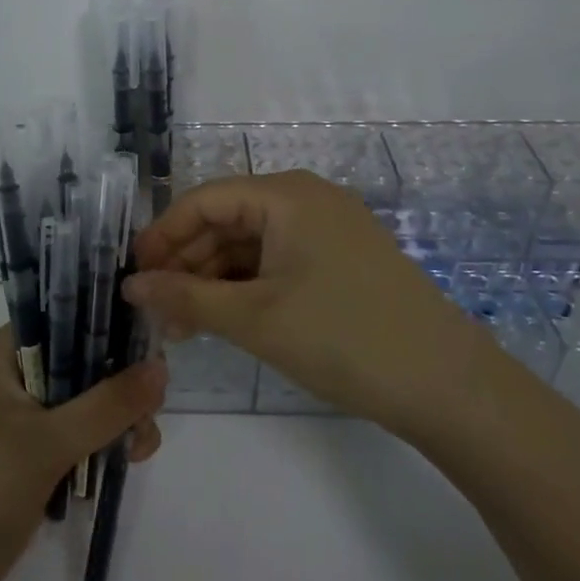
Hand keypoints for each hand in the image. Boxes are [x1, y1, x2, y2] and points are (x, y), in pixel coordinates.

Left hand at [0, 326, 165, 580]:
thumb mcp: (46, 442)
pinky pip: (83, 432)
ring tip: (140, 447)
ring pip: (90, 398)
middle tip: (151, 411)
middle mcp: (21, 372)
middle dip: (123, 380)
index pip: (69, 313)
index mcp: (11, 350)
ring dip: (120, 416)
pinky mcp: (37, 452)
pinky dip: (107, 442)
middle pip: (87, 357)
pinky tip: (128, 460)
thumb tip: (162, 366)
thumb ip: (107, 405)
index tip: (152, 344)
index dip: (112, 321)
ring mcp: (29, 415)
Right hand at [124, 170, 479, 436]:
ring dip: (214, 280)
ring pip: (252, 244)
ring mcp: (329, 229)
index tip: (134, 275)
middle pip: (228, 220)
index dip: (163, 235)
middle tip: (157, 310)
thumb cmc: (342, 337)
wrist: (448, 385)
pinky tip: (224, 320)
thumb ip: (186, 296)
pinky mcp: (343, 260)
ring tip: (183, 325)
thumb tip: (131, 285)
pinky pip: (279, 261)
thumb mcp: (253, 318)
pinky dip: (247, 288)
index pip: (205, 200)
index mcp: (286, 194)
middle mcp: (307, 199)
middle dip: (188, 263)